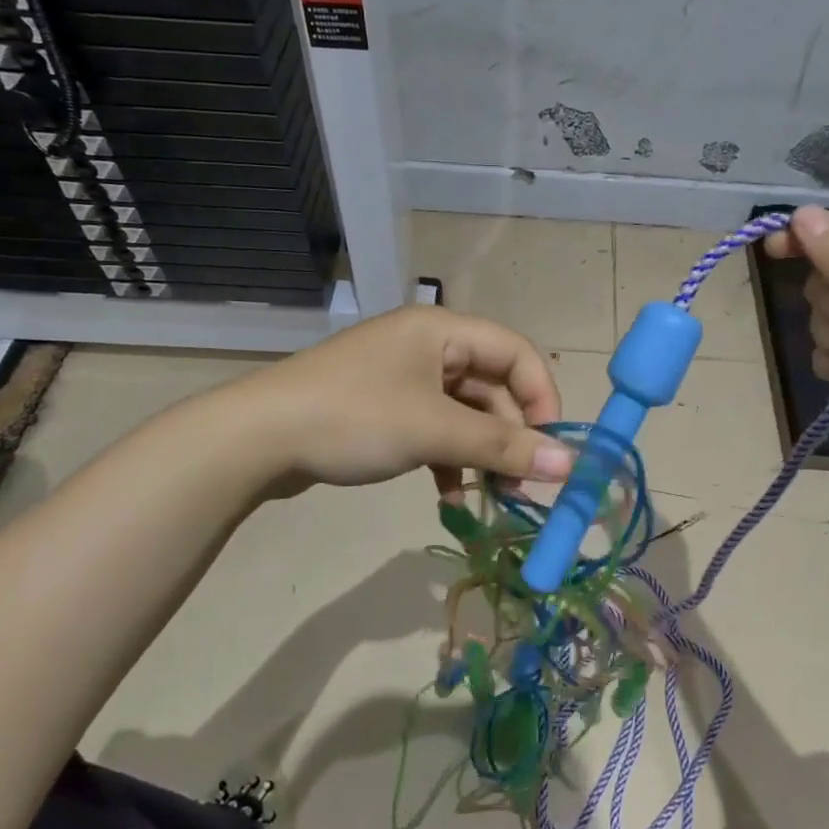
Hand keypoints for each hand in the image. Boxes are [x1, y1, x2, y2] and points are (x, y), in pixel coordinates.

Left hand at [240, 306, 571, 496]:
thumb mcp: (435, 431)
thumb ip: (504, 446)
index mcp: (443, 330)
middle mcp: (428, 346)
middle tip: (524, 486)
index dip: (542, 398)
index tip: (552, 448)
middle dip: (511, 436)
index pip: (516, 353)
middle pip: (492, 387)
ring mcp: (404, 379)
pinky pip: (435, 429)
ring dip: (482, 453)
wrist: (257, 439)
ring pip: (464, 414)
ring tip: (493, 498)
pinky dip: (449, 460)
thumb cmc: (355, 418)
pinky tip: (451, 497)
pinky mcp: (385, 409)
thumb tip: (572, 465)